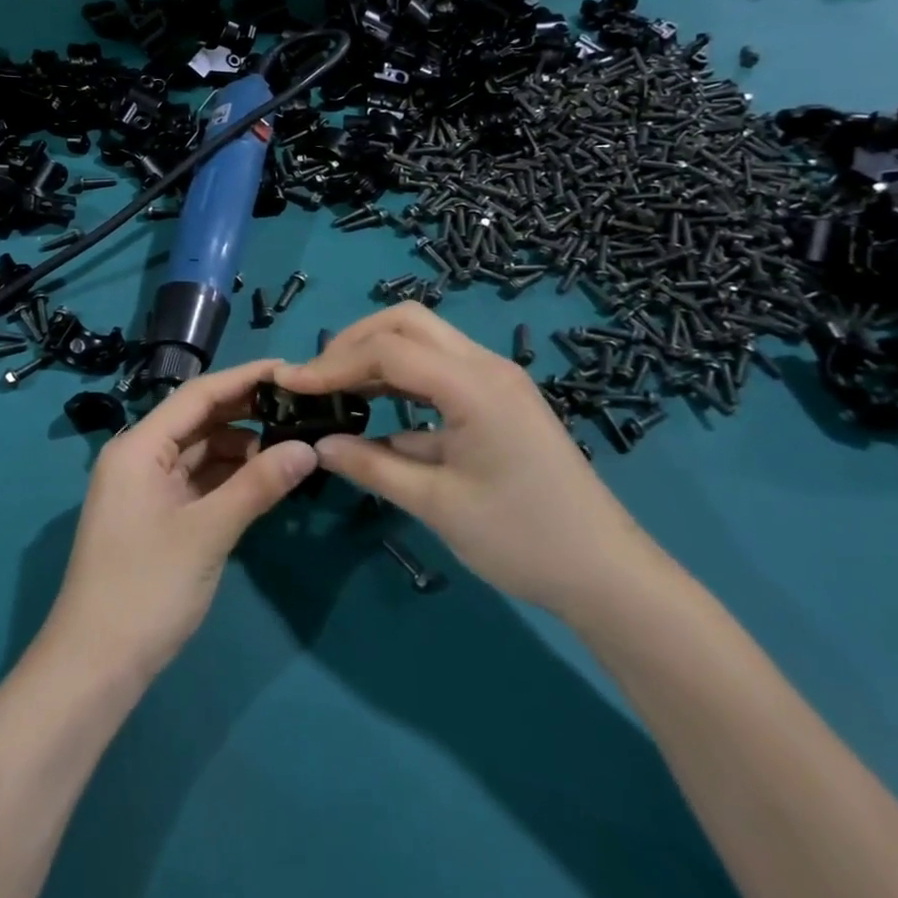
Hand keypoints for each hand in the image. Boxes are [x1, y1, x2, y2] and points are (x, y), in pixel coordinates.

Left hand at [42, 359, 317, 678]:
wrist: (95, 665)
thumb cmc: (147, 587)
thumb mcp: (208, 532)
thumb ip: (258, 485)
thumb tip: (308, 448)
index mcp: (139, 446)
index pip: (198, 395)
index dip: (245, 378)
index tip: (291, 369)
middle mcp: (139, 457)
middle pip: (199, 420)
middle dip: (247, 411)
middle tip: (301, 405)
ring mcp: (146, 488)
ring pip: (201, 452)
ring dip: (242, 447)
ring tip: (293, 442)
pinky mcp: (156, 516)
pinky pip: (197, 481)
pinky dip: (229, 477)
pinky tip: (265, 477)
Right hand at [274, 304, 654, 616]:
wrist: (606, 574)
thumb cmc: (522, 539)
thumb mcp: (436, 505)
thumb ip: (372, 467)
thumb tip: (320, 445)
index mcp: (474, 385)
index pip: (388, 351)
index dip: (332, 364)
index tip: (291, 385)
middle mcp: (486, 366)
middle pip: (406, 323)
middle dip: (353, 343)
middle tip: (316, 380)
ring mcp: (496, 380)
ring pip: (423, 340)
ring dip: (376, 356)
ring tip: (335, 390)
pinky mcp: (498, 399)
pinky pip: (439, 370)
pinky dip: (400, 379)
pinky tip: (375, 411)